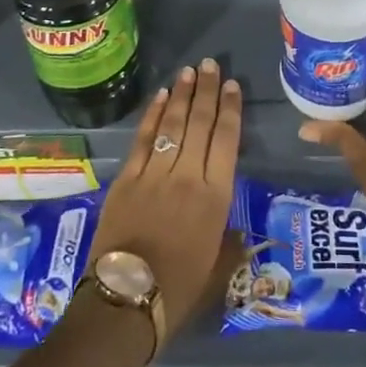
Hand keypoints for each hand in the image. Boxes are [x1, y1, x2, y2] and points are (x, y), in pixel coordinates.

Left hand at [87, 59, 241, 336]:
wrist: (126, 301)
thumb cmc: (179, 289)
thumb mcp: (217, 270)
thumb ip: (230, 245)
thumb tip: (239, 234)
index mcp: (216, 197)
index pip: (227, 140)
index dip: (230, 110)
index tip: (232, 86)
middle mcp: (188, 176)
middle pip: (200, 124)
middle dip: (207, 91)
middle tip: (211, 65)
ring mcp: (155, 174)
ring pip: (172, 125)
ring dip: (181, 95)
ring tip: (189, 72)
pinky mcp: (127, 179)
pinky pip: (143, 139)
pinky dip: (152, 115)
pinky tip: (160, 97)